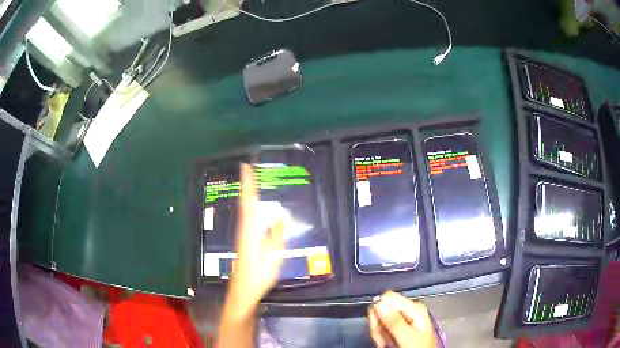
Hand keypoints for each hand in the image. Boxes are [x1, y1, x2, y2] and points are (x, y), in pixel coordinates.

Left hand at [227, 164, 284, 315]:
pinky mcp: (243, 242)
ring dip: (247, 195)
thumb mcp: (273, 257)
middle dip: (246, 186)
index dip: (248, 185)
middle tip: (247, 169)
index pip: (249, 203)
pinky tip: (252, 208)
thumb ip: (277, 236)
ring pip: (244, 210)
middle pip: (245, 203)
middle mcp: (244, 230)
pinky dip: (249, 207)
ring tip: (251, 183)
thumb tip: (281, 216)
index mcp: (250, 231)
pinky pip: (246, 218)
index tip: (246, 167)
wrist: (243, 291)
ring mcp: (242, 236)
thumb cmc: (259, 275)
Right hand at [368, 290, 436, 347]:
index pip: (388, 297)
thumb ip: (394, 321)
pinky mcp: (399, 326)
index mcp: (415, 308)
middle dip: (378, 325)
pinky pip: (382, 326)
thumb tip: (380, 303)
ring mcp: (404, 318)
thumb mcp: (408, 337)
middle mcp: (409, 310)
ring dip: (379, 332)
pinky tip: (387, 343)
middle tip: (382, 341)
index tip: (379, 327)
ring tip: (385, 344)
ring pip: (380, 318)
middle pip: (382, 308)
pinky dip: (381, 336)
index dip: (378, 311)